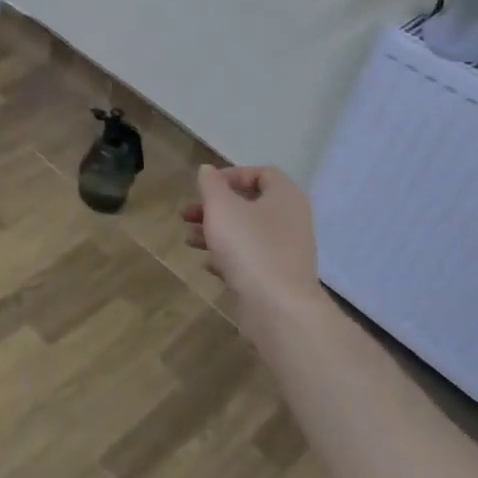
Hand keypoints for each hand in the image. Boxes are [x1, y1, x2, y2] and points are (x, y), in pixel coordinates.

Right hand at [181, 165, 326, 323]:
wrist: (278, 307)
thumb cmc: (249, 246)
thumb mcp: (221, 207)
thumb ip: (211, 185)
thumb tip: (208, 170)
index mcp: (284, 196)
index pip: (262, 174)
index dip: (231, 175)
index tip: (205, 187)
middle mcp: (290, 220)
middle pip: (249, 204)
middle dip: (214, 207)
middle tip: (187, 215)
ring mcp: (286, 250)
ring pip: (246, 232)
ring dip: (216, 232)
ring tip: (188, 240)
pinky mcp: (278, 276)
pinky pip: (250, 258)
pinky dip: (228, 257)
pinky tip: (208, 265)